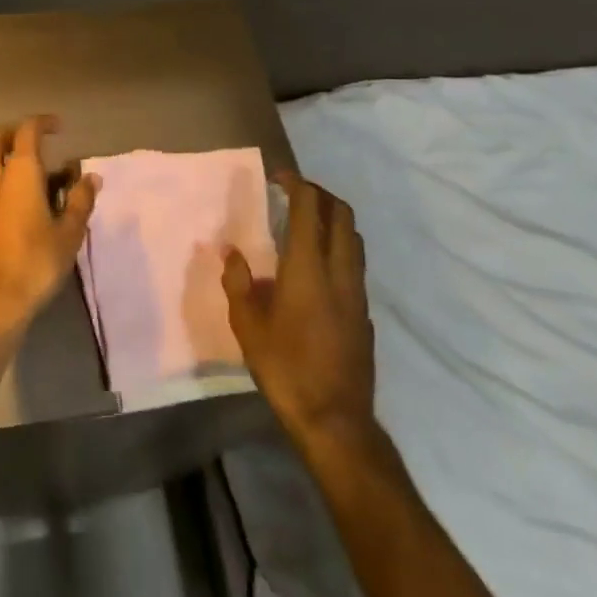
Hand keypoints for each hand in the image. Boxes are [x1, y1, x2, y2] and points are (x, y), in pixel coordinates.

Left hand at [0, 116, 99, 335]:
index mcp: (19, 175)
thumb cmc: (35, 263)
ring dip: (6, 160)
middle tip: (39, 145)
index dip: (42, 124)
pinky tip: (19, 206)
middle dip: (14, 135)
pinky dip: (0, 183)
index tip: (59, 127)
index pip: (26, 132)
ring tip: (35, 178)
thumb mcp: (69, 234)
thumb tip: (90, 177)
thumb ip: (80, 201)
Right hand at [223, 172, 376, 446]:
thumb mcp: (247, 327)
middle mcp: (340, 271)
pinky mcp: (365, 313)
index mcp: (308, 268)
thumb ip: (238, 283)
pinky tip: (318, 268)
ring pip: (354, 239)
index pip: (310, 208)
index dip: (297, 184)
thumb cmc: (285, 369)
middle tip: (295, 193)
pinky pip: (355, 265)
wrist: (335, 420)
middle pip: (342, 215)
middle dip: (320, 194)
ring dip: (333, 220)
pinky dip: (339, 249)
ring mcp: (358, 293)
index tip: (279, 176)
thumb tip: (231, 253)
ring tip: (307, 224)